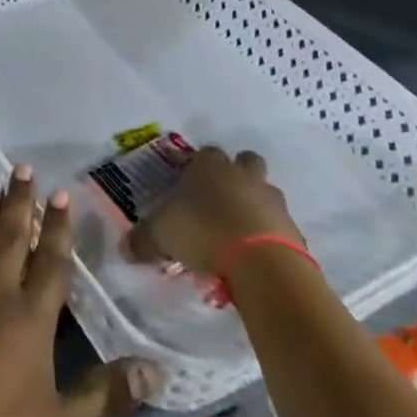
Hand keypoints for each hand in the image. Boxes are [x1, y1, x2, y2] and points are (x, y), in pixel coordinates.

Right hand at [127, 146, 302, 275]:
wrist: (262, 262)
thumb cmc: (204, 233)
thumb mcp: (162, 236)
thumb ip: (143, 240)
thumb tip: (124, 248)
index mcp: (209, 165)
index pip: (203, 154)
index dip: (196, 169)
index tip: (189, 189)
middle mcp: (241, 174)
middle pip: (244, 162)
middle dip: (236, 176)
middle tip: (221, 202)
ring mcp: (271, 198)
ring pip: (264, 192)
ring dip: (255, 207)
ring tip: (238, 234)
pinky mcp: (292, 228)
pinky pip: (279, 225)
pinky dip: (270, 236)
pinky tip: (255, 256)